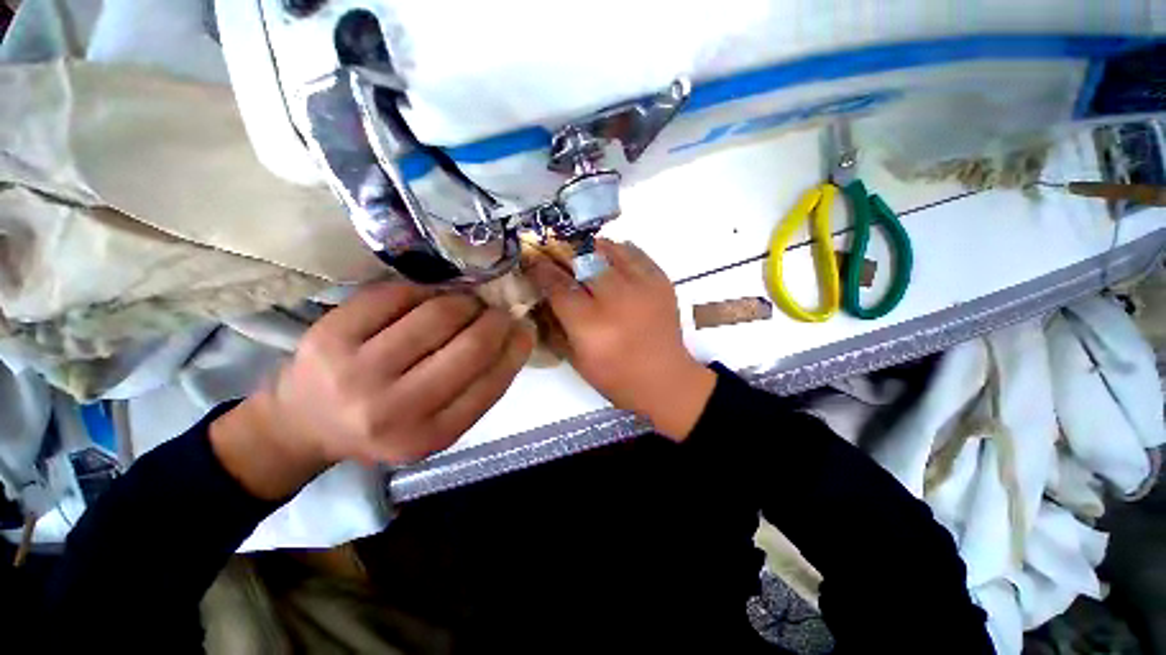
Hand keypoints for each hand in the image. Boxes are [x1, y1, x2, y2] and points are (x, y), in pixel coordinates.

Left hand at [210, 283, 533, 499]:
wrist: (304, 424)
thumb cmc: (383, 425)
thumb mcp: (437, 425)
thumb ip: (478, 388)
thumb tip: (516, 336)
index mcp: (427, 436)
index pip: (491, 383)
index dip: (515, 350)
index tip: (525, 329)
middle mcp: (393, 409)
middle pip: (469, 346)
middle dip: (495, 320)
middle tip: (497, 313)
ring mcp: (356, 370)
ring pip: (438, 315)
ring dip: (464, 302)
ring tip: (466, 305)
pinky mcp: (330, 334)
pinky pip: (398, 295)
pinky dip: (424, 291)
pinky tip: (428, 299)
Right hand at [527, 239, 714, 440]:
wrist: (665, 378)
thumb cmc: (616, 377)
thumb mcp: (576, 361)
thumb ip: (554, 327)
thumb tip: (540, 297)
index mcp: (591, 325)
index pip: (558, 285)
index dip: (540, 269)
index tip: (531, 260)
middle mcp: (615, 300)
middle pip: (581, 260)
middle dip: (561, 252)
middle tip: (553, 252)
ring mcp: (642, 286)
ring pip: (608, 249)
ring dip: (589, 248)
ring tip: (582, 254)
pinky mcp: (661, 281)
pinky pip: (634, 252)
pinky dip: (617, 251)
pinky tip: (610, 259)